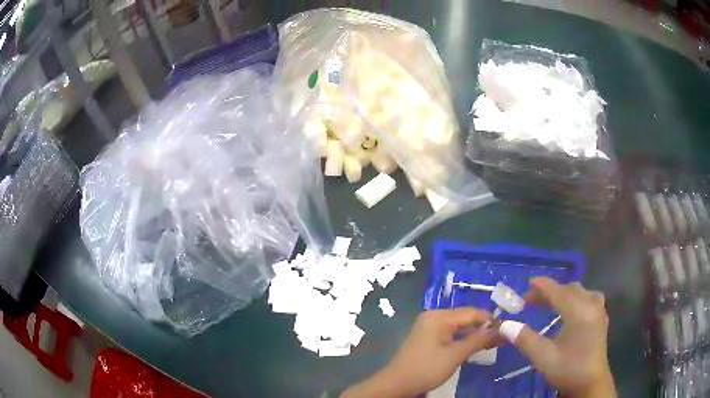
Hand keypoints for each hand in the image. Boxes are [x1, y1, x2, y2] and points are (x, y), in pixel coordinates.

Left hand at [341, 308, 497, 397]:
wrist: (396, 384)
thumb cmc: (426, 369)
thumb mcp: (455, 355)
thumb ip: (478, 340)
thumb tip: (500, 329)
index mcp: (439, 316)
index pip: (472, 312)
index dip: (491, 320)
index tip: (508, 330)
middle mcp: (434, 317)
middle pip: (466, 319)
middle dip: (484, 328)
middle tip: (503, 338)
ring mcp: (429, 327)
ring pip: (459, 327)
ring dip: (475, 335)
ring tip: (495, 343)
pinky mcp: (428, 338)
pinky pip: (451, 334)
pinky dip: (464, 340)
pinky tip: (476, 347)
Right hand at [504, 277, 615, 397]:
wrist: (591, 383)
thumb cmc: (568, 369)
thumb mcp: (543, 356)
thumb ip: (525, 338)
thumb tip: (504, 325)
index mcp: (578, 311)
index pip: (558, 291)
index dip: (542, 285)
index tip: (528, 282)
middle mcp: (591, 304)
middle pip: (569, 289)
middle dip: (550, 291)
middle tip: (531, 300)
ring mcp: (599, 310)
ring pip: (580, 292)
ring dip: (563, 294)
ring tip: (549, 304)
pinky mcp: (601, 318)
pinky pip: (588, 298)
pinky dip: (575, 299)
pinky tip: (570, 311)